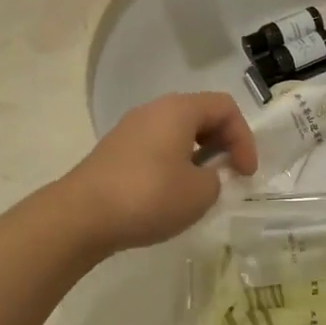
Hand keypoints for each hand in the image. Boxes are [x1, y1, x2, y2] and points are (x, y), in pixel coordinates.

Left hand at [55, 93, 256, 256]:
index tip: (246, 173)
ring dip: (198, 155)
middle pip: (201, 115)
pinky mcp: (115, 151)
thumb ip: (216, 179)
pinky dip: (174, 164)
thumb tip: (205, 176)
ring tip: (202, 188)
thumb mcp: (200, 193)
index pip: (226, 108)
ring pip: (177, 132)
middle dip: (223, 143)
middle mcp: (154, 110)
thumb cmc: (148, 196)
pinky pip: (157, 147)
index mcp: (179, 110)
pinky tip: (171, 194)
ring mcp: (131, 129)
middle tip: (230, 175)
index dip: (244, 138)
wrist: (80, 217)